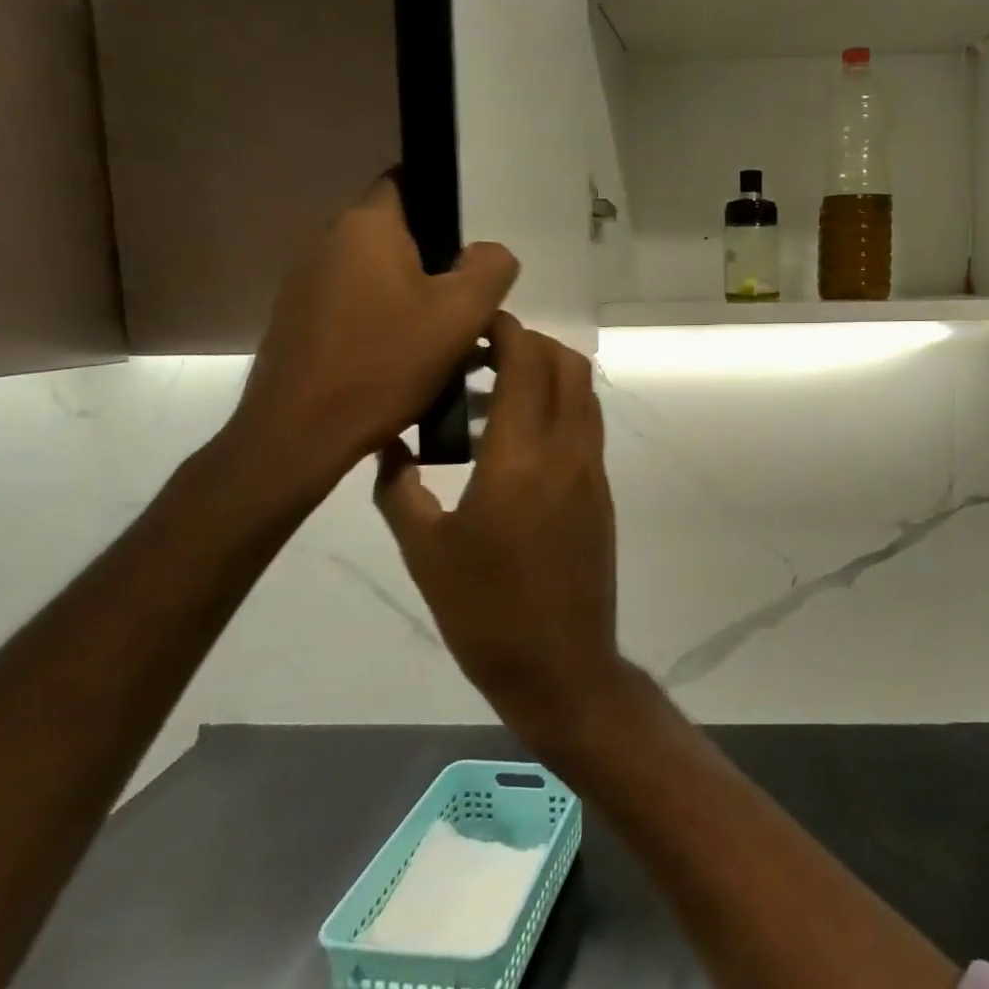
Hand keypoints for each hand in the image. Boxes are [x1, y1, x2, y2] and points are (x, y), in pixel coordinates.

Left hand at [232, 177, 518, 483]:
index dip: (446, 206)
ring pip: (378, 274)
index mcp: (367, 225)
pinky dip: (386, 321)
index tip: (472, 247)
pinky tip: (406, 361)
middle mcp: (328, 240)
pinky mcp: (300, 321)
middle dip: (437, 263)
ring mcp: (307, 282)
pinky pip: (357, 305)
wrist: (301, 431)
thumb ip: (491, 269)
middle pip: (397, 235)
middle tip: (470, 305)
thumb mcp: (463, 314)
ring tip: (445, 341)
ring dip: (413, 297)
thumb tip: (489, 252)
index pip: (408, 182)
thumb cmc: (387, 362)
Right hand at [374, 315, 624, 745]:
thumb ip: (399, 489)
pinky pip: (587, 426)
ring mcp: (593, 470)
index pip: (528, 362)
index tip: (475, 324)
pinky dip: (561, 407)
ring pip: (584, 392)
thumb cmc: (483, 612)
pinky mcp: (602, 491)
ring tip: (496, 393)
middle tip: (483, 356)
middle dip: (530, 343)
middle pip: (568, 364)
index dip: (507, 330)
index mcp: (520, 457)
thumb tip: (386, 445)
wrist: (560, 663)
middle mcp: (568, 450)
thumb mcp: (425, 551)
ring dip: (549, 374)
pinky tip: (518, 437)